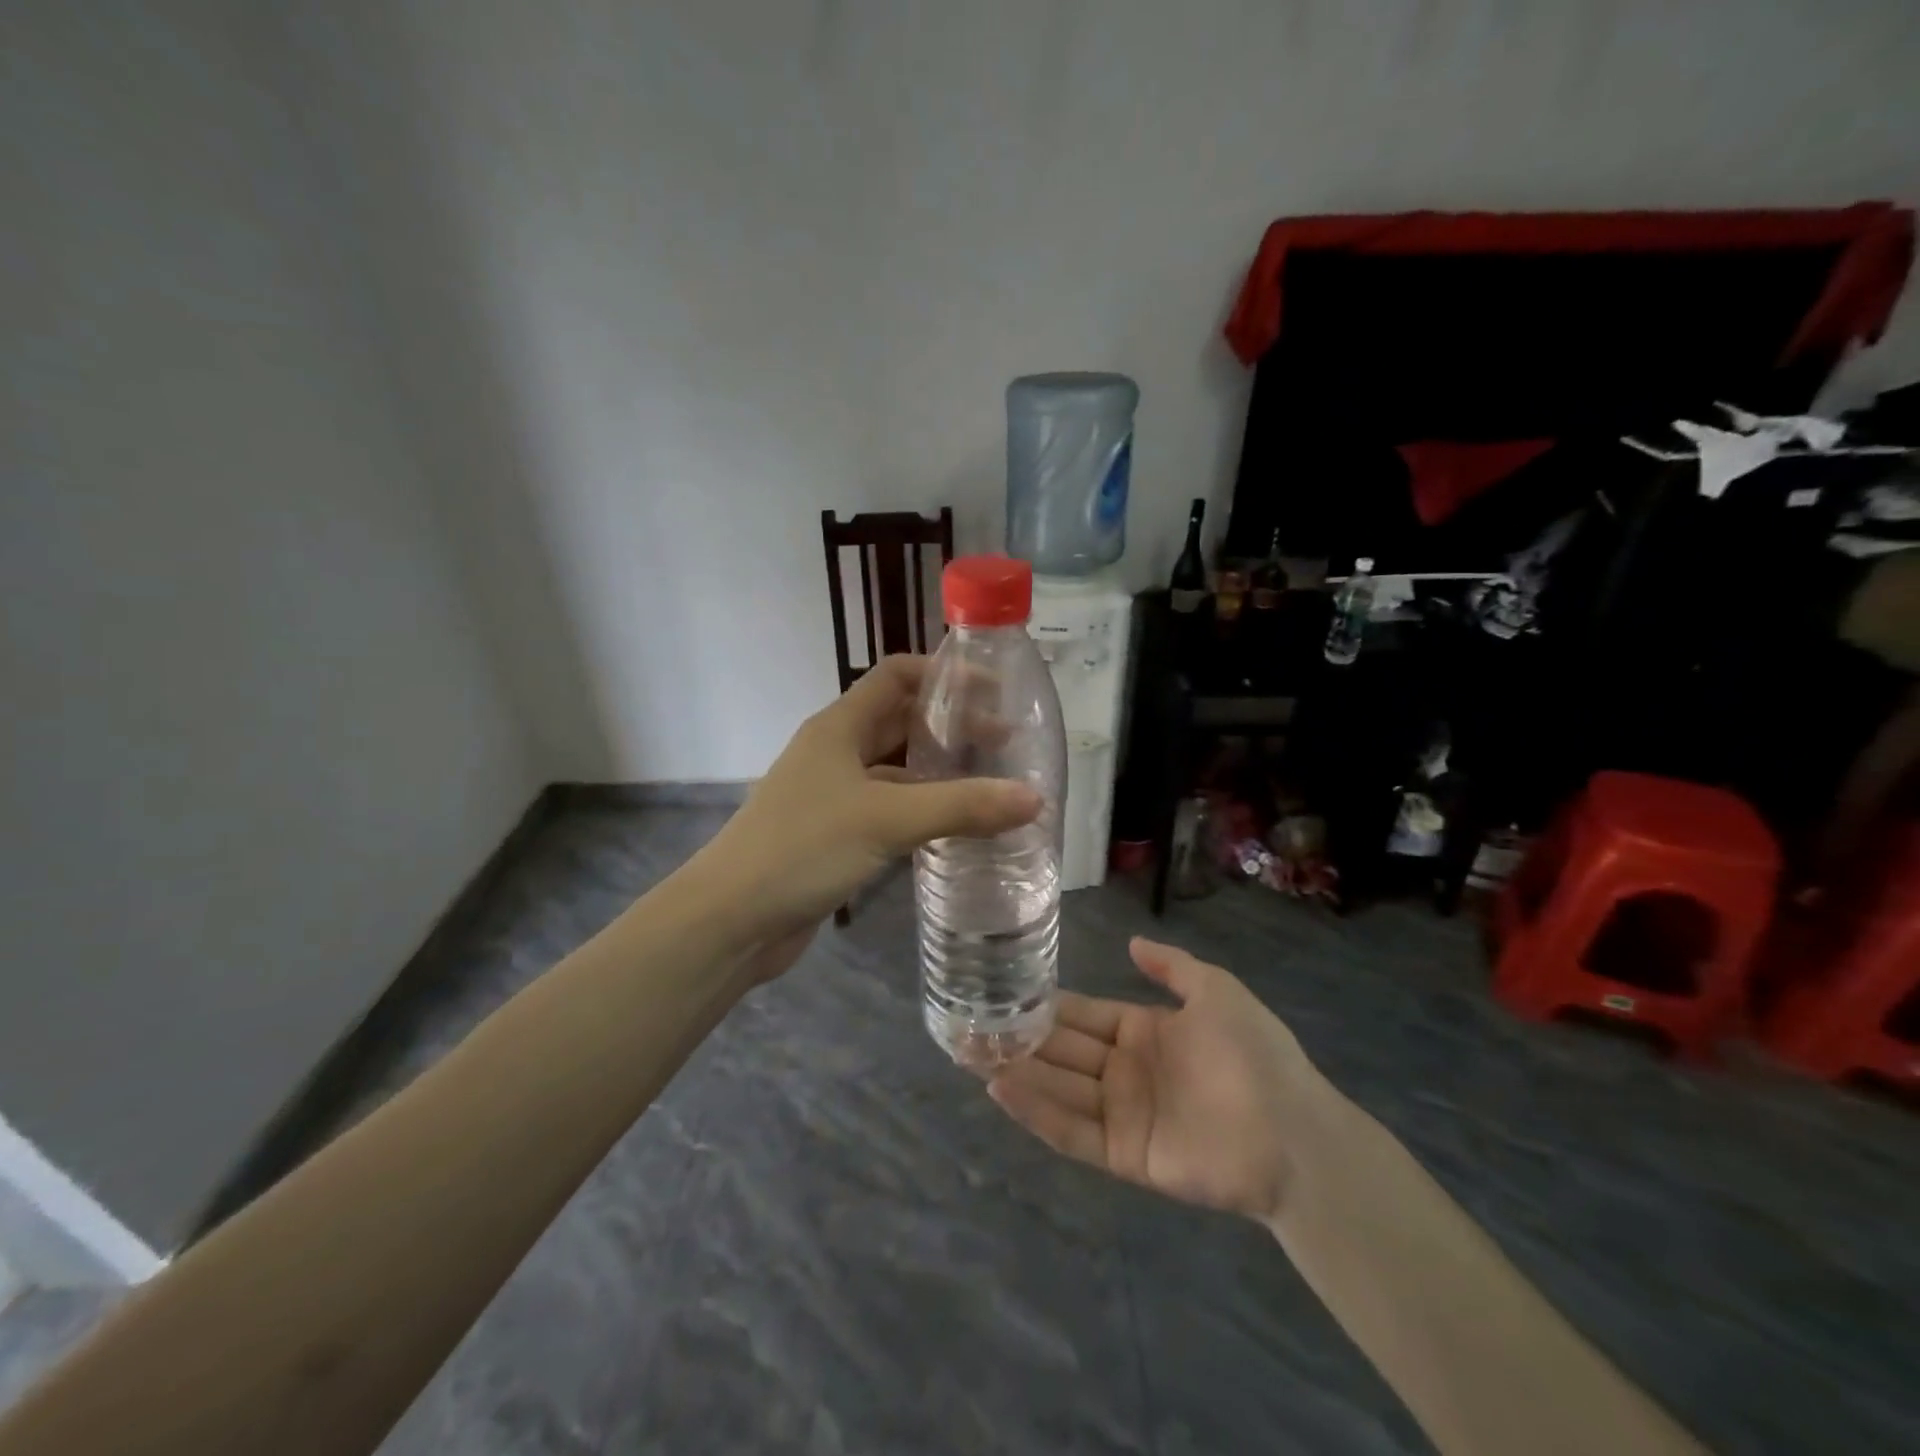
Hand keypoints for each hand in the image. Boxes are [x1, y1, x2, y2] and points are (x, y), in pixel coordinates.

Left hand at [694, 655, 1041, 945]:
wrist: (730, 920)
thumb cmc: (803, 849)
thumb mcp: (886, 820)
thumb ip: (961, 807)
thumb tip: (1035, 798)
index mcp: (839, 726)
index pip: (897, 675)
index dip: (944, 675)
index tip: (994, 692)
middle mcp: (836, 751)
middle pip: (900, 720)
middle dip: (951, 726)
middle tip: (1006, 745)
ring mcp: (833, 794)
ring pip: (896, 768)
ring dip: (939, 770)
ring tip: (992, 784)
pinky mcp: (835, 833)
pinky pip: (889, 808)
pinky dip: (922, 809)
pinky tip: (955, 827)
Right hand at [987, 938, 1326, 1222]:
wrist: (1294, 1133)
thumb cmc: (1255, 1054)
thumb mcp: (1217, 991)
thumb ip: (1172, 967)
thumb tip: (1132, 942)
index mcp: (1143, 1032)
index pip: (1083, 1015)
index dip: (1046, 1006)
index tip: (1004, 993)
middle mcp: (1125, 1071)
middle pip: (1061, 1051)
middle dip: (1018, 1039)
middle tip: (968, 1025)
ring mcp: (1122, 1114)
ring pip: (1058, 1089)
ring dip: (1017, 1072)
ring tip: (970, 1054)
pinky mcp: (1123, 1154)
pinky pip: (1072, 1132)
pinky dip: (1037, 1112)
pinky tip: (1002, 1089)